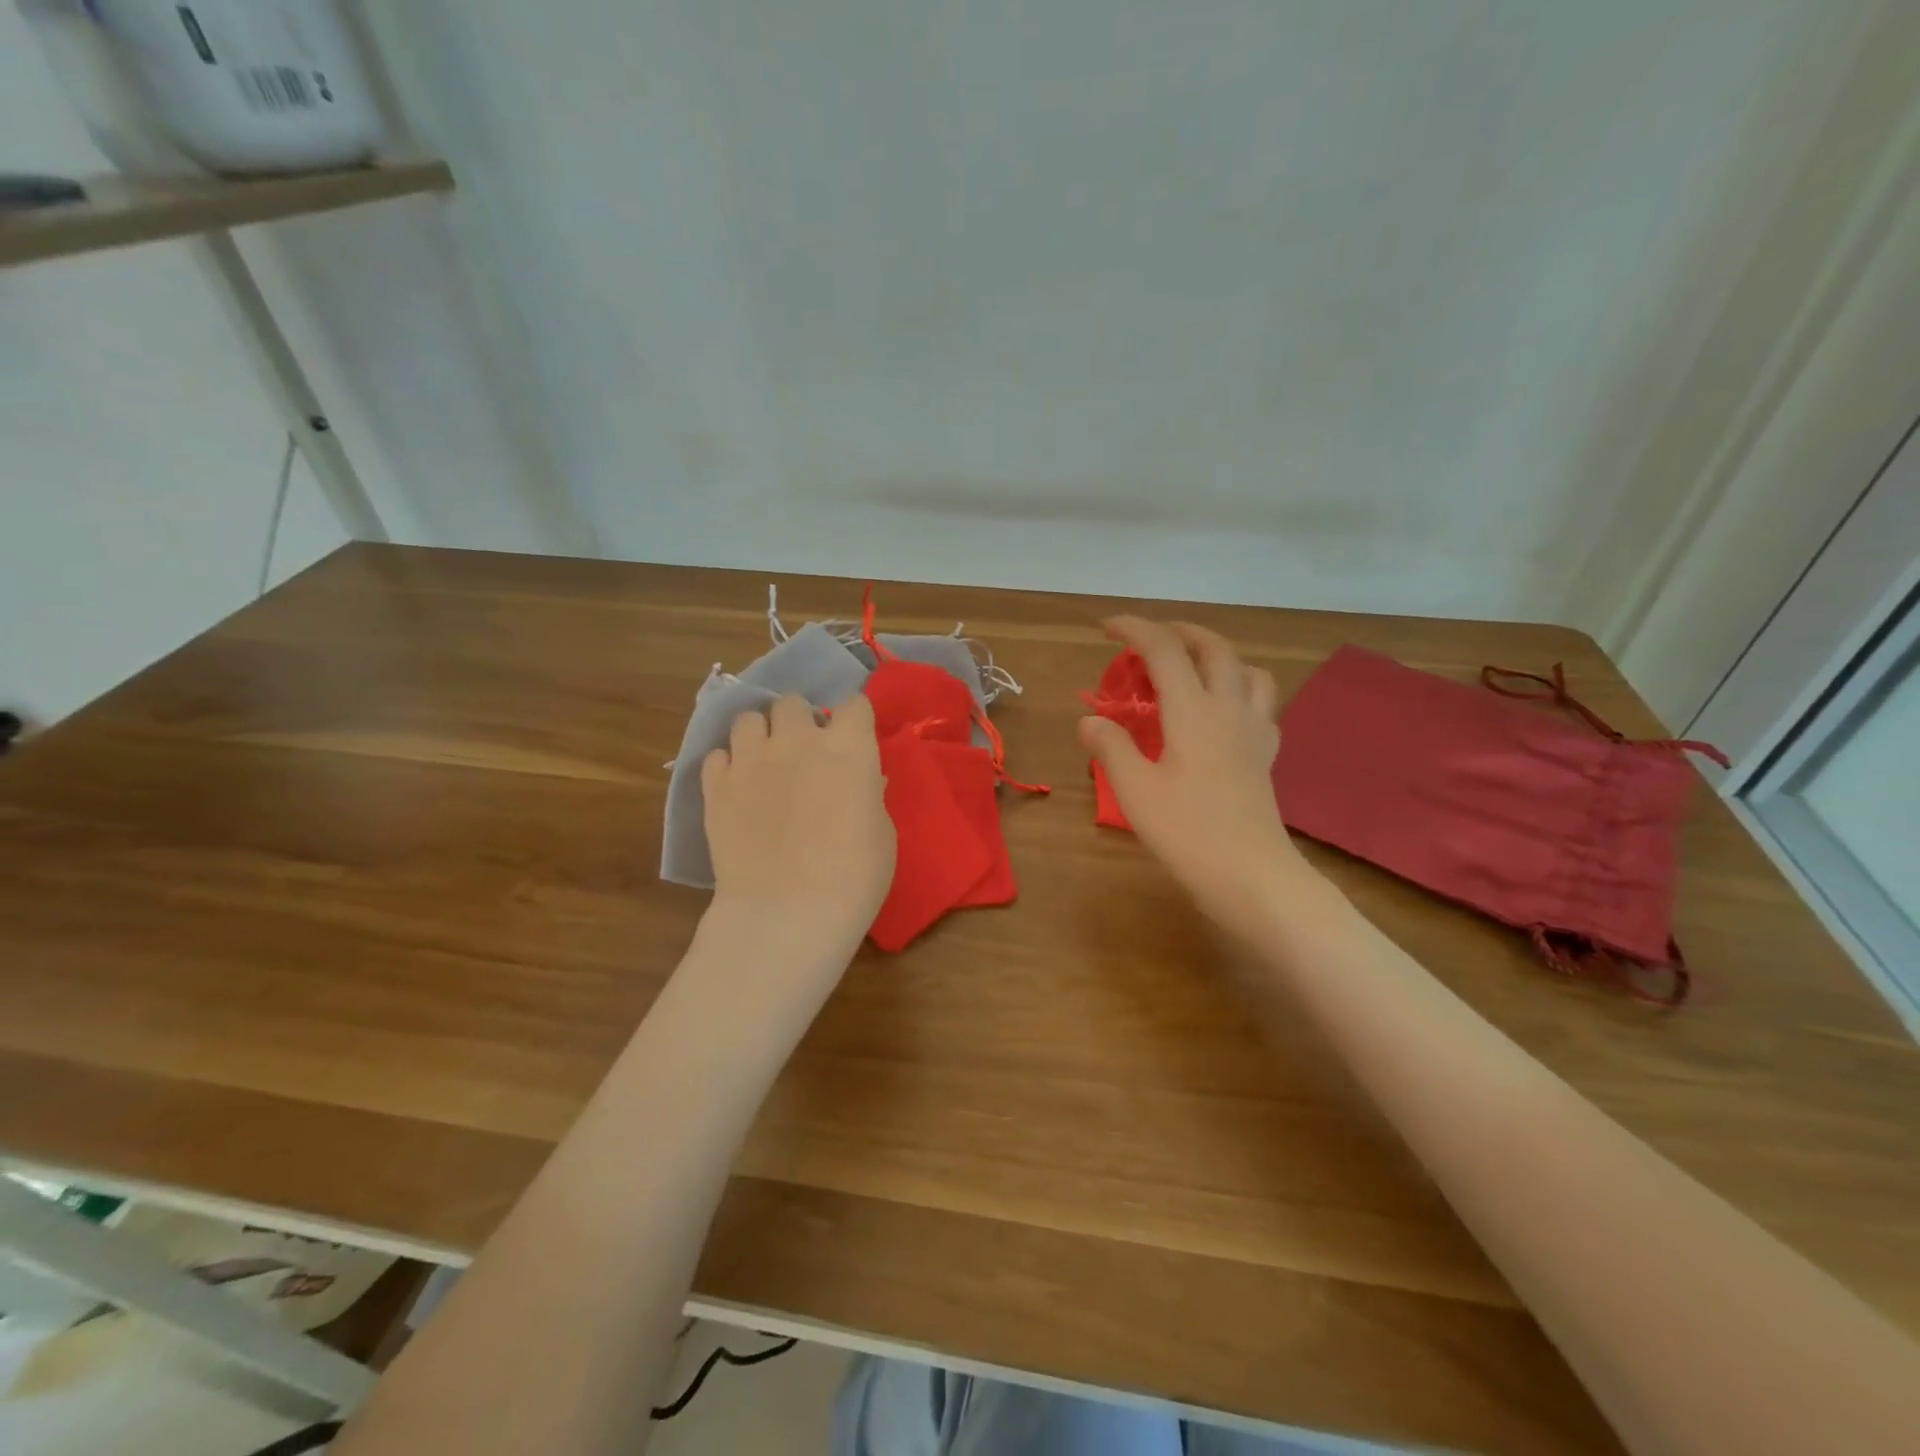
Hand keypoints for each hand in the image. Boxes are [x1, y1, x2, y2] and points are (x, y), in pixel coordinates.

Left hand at [700, 692, 894, 977]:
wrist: (787, 913)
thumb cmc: (853, 878)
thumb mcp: (882, 834)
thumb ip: (868, 795)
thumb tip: (862, 782)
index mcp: (848, 747)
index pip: (854, 705)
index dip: (854, 721)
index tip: (853, 741)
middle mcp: (797, 740)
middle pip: (793, 702)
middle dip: (800, 721)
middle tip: (804, 754)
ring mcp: (750, 759)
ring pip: (748, 719)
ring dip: (760, 735)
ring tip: (765, 764)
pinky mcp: (715, 785)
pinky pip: (717, 755)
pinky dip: (728, 766)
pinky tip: (738, 790)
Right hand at [1079, 618, 1314, 936]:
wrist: (1251, 875)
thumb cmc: (1188, 832)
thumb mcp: (1135, 791)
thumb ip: (1110, 747)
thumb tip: (1090, 720)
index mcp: (1193, 711)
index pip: (1164, 650)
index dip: (1134, 629)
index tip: (1106, 626)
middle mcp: (1228, 709)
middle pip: (1213, 647)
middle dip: (1178, 631)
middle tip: (1148, 638)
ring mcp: (1253, 730)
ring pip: (1246, 669)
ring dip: (1217, 654)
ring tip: (1191, 666)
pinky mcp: (1265, 754)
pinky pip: (1261, 703)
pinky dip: (1240, 689)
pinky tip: (1223, 710)